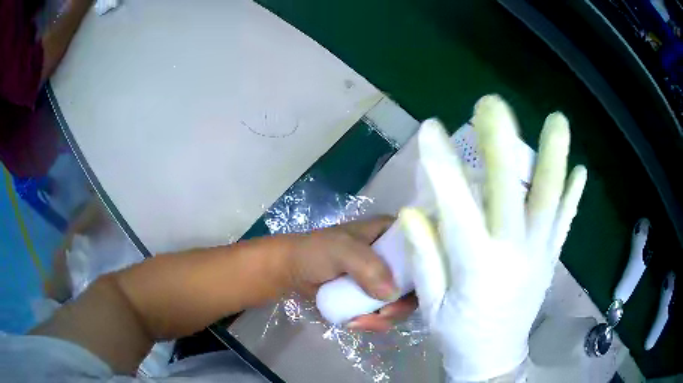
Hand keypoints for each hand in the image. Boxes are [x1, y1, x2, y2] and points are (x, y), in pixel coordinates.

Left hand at [289, 217, 417, 330]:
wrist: (290, 270)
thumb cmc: (315, 251)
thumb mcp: (341, 250)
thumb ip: (368, 267)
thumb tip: (392, 294)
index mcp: (390, 234)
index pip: (422, 249)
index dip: (428, 269)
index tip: (422, 291)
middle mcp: (392, 257)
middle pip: (416, 282)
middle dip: (401, 303)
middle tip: (385, 313)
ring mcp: (382, 279)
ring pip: (400, 302)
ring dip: (384, 317)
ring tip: (360, 321)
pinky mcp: (371, 297)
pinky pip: (383, 313)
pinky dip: (372, 322)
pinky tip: (353, 322)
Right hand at [400, 95, 586, 380]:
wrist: (493, 358)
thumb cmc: (458, 334)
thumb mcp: (431, 305)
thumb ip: (426, 257)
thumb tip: (414, 210)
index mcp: (477, 268)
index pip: (458, 208)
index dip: (442, 166)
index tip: (430, 129)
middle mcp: (514, 254)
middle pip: (510, 192)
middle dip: (500, 144)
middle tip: (491, 105)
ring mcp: (540, 253)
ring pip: (549, 200)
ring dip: (554, 158)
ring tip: (557, 120)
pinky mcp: (551, 258)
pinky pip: (565, 222)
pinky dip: (573, 194)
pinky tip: (580, 170)